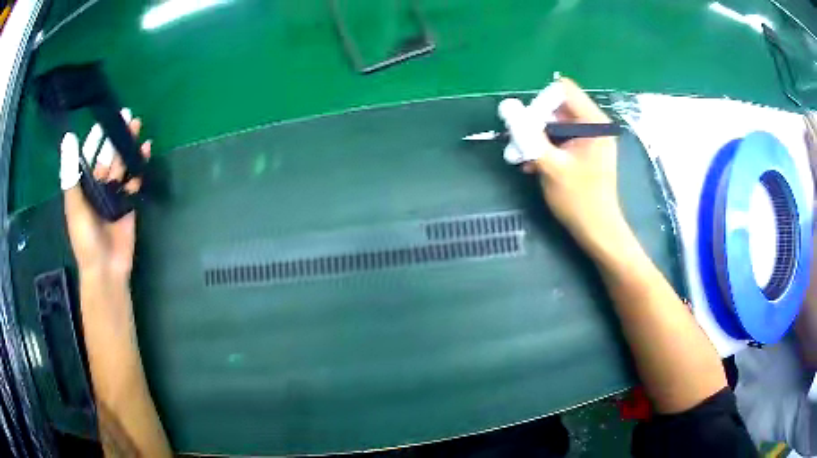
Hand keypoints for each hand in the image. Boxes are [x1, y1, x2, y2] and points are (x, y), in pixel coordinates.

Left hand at [61, 109, 151, 280]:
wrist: (106, 268)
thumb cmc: (85, 239)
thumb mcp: (74, 205)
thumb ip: (71, 173)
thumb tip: (69, 137)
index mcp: (83, 186)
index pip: (88, 156)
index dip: (94, 138)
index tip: (103, 120)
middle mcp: (98, 186)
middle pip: (107, 156)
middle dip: (116, 137)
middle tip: (127, 115)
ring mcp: (114, 194)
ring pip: (122, 165)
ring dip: (128, 146)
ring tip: (137, 126)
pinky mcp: (129, 202)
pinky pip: (134, 180)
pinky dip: (139, 166)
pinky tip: (145, 150)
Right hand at [503, 78, 626, 253]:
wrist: (598, 231)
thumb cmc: (579, 200)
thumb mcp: (550, 165)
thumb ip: (527, 134)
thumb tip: (506, 106)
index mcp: (594, 122)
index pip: (562, 91)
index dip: (540, 104)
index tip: (528, 127)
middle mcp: (595, 125)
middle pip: (557, 107)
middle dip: (535, 123)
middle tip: (518, 145)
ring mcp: (590, 138)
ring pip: (556, 123)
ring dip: (536, 138)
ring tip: (521, 158)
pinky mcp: (585, 150)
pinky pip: (561, 138)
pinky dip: (545, 147)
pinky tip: (532, 164)